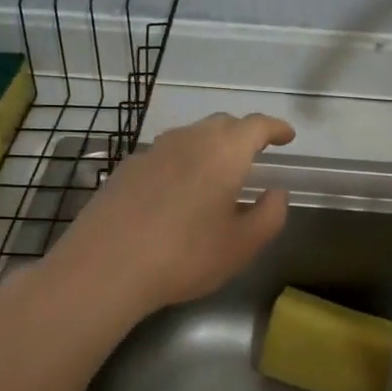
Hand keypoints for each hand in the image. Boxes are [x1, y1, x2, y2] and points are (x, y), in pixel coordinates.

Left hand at [43, 112, 295, 316]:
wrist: (105, 267)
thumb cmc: (184, 256)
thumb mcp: (242, 246)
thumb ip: (269, 215)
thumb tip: (276, 193)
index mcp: (223, 153)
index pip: (256, 126)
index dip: (275, 128)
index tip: (287, 137)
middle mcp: (188, 140)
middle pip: (222, 124)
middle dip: (243, 134)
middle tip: (255, 154)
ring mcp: (152, 151)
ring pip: (190, 136)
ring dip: (210, 146)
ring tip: (216, 172)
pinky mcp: (126, 168)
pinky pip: (164, 154)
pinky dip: (181, 162)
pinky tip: (177, 191)